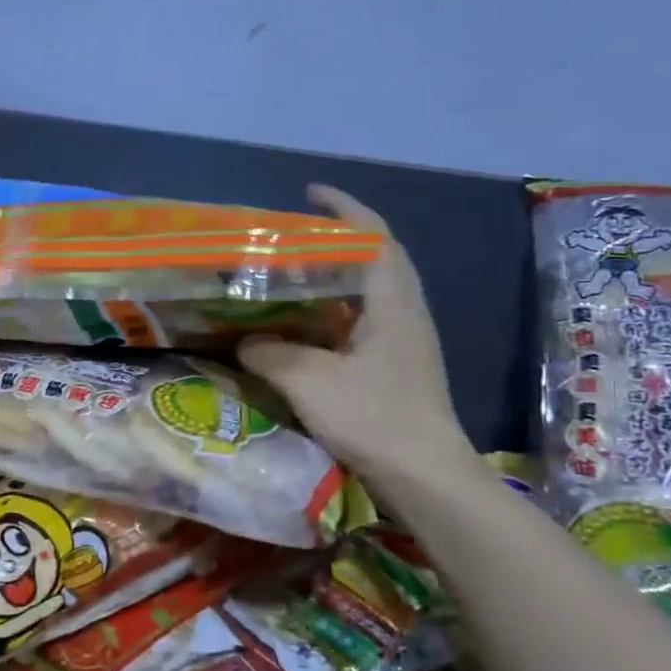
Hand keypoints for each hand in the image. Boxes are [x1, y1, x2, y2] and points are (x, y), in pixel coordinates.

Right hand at [238, 187, 477, 502]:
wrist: (425, 477)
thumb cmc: (374, 418)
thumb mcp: (308, 381)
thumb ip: (270, 353)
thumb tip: (245, 340)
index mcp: (391, 302)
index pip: (373, 236)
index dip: (344, 208)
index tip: (310, 193)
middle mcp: (404, 313)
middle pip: (375, 258)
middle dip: (337, 239)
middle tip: (290, 239)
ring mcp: (404, 342)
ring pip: (368, 291)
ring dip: (335, 276)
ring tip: (290, 277)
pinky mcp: (397, 367)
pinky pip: (363, 321)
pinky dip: (333, 311)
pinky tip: (303, 328)